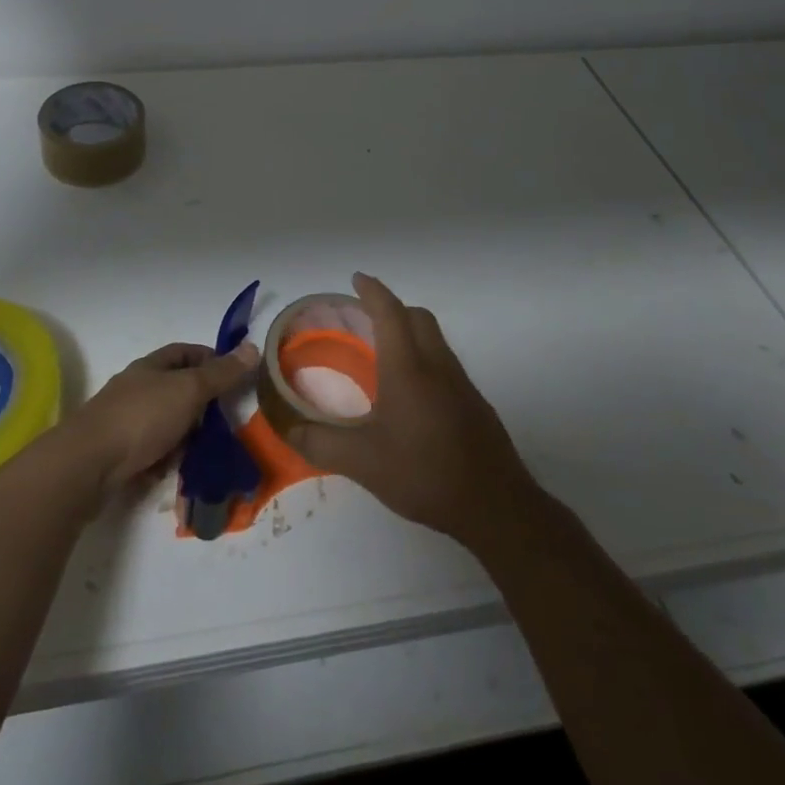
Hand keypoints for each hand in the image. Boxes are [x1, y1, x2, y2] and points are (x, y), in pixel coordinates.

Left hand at [63, 341, 258, 493]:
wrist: (87, 464)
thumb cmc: (141, 417)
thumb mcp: (188, 390)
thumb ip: (220, 374)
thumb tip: (252, 347)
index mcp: (151, 366)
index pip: (185, 352)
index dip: (211, 359)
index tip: (234, 377)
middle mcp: (136, 388)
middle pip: (176, 389)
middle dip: (201, 404)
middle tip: (225, 422)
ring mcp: (124, 421)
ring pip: (165, 423)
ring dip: (184, 436)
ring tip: (205, 452)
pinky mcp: (117, 453)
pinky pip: (150, 451)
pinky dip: (165, 459)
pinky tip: (175, 471)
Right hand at [287, 273, 536, 546]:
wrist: (495, 505)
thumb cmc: (425, 473)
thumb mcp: (363, 462)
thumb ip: (321, 443)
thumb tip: (289, 429)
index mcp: (407, 367)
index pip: (389, 312)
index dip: (372, 291)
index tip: (357, 279)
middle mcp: (437, 365)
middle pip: (417, 317)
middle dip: (392, 307)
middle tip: (366, 316)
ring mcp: (461, 383)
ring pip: (435, 339)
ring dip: (410, 331)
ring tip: (384, 352)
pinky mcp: (474, 403)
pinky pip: (445, 363)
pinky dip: (424, 357)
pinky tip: (412, 394)